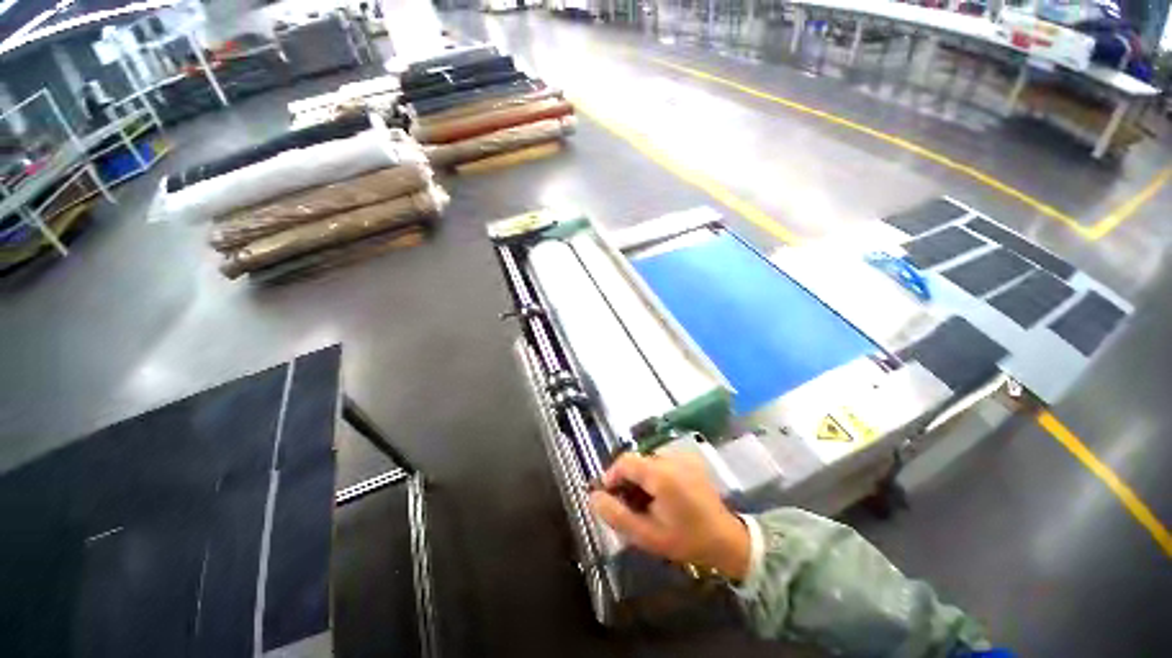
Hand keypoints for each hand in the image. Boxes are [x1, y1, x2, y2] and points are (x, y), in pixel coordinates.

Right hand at [589, 452, 749, 581]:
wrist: (726, 540)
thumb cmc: (686, 540)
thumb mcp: (647, 535)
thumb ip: (616, 515)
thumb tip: (593, 497)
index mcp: (661, 474)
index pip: (625, 461)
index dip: (611, 476)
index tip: (608, 497)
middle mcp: (671, 457)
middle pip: (637, 461)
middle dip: (627, 481)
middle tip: (628, 506)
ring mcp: (683, 456)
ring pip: (648, 462)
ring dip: (640, 479)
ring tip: (645, 503)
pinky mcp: (690, 459)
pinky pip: (662, 462)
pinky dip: (654, 475)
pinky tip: (661, 496)